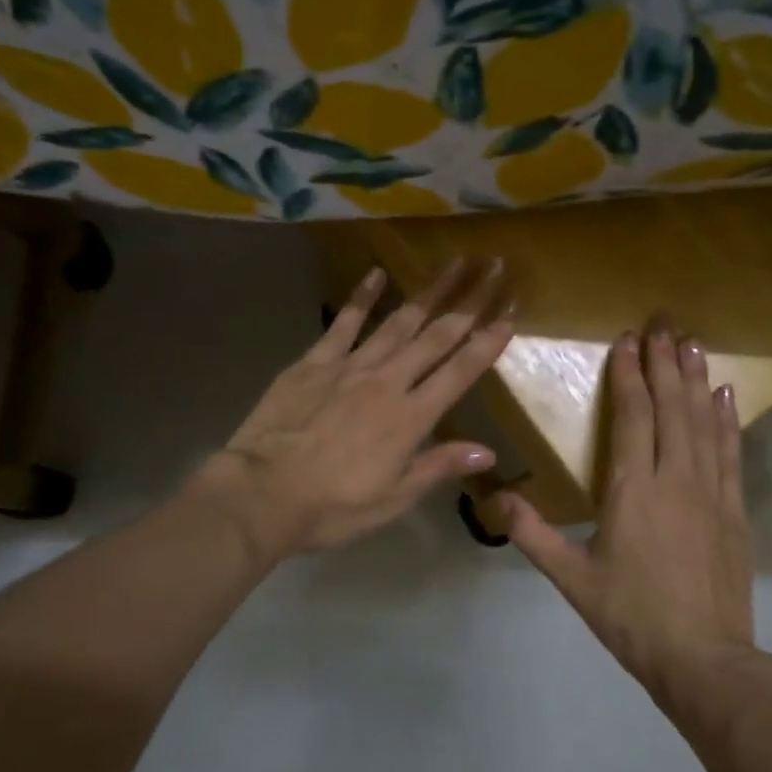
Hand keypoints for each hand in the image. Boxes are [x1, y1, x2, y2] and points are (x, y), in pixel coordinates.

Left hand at [205, 259, 513, 556]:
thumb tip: (487, 452)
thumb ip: (438, 468)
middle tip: (494, 269)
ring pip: (398, 321)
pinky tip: (378, 273)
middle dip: (469, 302)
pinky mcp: (314, 361)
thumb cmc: (332, 507)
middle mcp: (387, 382)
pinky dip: (362, 296)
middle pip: (436, 335)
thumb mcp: (392, 499)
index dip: (488, 342)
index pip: (459, 372)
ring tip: (454, 264)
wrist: (261, 493)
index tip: (510, 314)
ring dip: (429, 291)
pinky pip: (343, 322)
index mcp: (410, 418)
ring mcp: (349, 366)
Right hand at [498, 322, 761, 708]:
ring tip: (690, 344)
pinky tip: (724, 396)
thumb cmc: (631, 617)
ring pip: (702, 423)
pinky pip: (730, 454)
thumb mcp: (571, 579)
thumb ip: (531, 533)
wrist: (704, 660)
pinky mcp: (733, 511)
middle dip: (664, 363)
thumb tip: (492, 496)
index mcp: (632, 491)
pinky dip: (726, 421)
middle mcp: (674, 480)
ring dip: (694, 381)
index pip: (632, 417)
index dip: (629, 376)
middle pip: (670, 409)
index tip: (627, 341)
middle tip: (662, 324)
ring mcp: (711, 493)